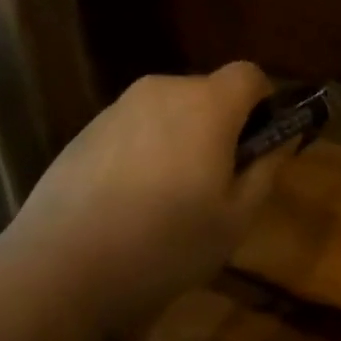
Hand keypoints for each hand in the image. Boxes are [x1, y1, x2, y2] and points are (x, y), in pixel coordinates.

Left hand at [5, 62, 287, 334]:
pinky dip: (145, 149)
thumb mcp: (234, 220)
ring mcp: (121, 106)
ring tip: (167, 198)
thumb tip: (282, 139)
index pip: (250, 74)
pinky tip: (128, 201)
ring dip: (181, 138)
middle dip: (221, 125)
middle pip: (209, 92)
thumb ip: (266, 170)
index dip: (263, 103)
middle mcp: (164, 89)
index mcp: (207, 104)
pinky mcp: (88, 128)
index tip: (258, 144)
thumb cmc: (164, 244)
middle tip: (216, 182)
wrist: (58, 266)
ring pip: (170, 110)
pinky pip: (136, 126)